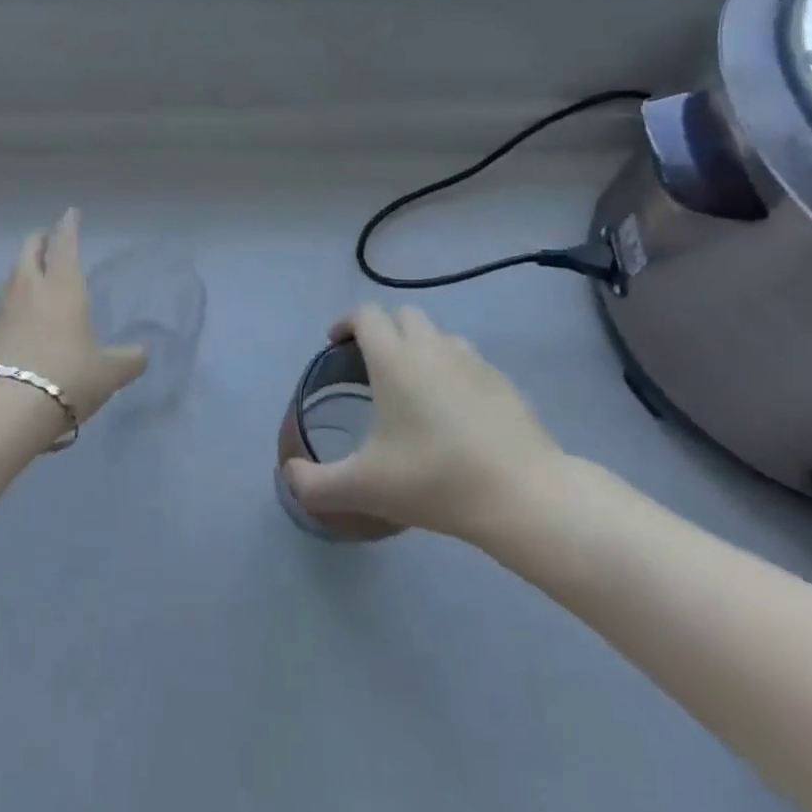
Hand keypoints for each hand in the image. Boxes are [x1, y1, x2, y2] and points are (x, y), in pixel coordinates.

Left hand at [0, 210, 146, 423]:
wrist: (6, 408)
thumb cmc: (67, 378)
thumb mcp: (109, 373)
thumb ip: (128, 360)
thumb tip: (142, 354)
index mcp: (63, 287)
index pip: (65, 244)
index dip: (69, 226)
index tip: (71, 213)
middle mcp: (30, 289)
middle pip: (29, 250)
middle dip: (40, 239)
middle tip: (49, 238)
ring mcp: (3, 309)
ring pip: (12, 274)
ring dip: (24, 266)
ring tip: (34, 272)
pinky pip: (3, 304)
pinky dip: (13, 298)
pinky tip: (20, 313)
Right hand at [281, 305, 573, 548]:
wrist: (523, 496)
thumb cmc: (434, 480)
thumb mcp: (363, 488)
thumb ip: (314, 484)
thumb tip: (288, 476)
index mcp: (394, 359)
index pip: (366, 315)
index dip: (346, 323)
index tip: (335, 344)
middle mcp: (432, 347)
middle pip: (403, 315)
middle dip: (383, 330)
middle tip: (371, 366)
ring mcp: (473, 361)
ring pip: (439, 335)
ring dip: (419, 346)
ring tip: (412, 385)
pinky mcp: (503, 381)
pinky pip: (468, 360)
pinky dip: (451, 370)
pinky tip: (453, 410)